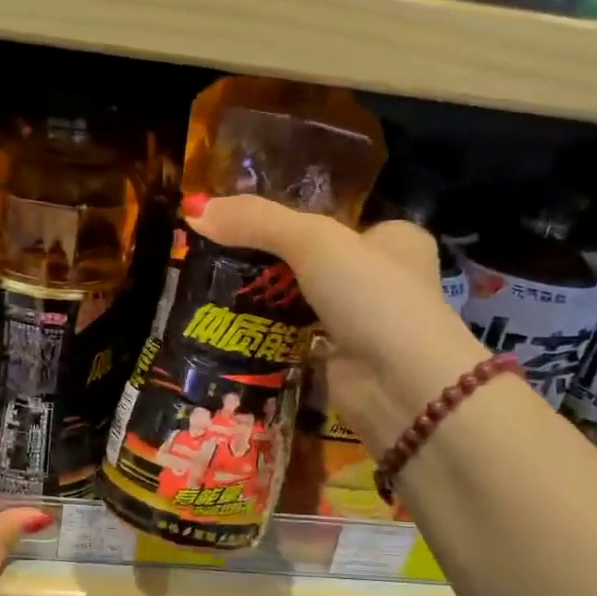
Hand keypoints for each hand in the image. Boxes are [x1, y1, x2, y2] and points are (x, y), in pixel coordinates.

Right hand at [184, 193, 488, 449]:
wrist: (402, 387)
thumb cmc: (372, 297)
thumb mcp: (314, 242)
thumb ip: (256, 221)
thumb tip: (194, 208)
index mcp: (394, 238)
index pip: (334, 220)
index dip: (288, 218)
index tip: (238, 221)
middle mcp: (384, 279)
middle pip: (313, 261)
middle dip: (269, 261)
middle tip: (216, 254)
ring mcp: (364, 323)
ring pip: (302, 301)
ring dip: (265, 299)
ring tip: (211, 286)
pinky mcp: (342, 361)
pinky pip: (296, 338)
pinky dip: (268, 333)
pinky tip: (230, 325)